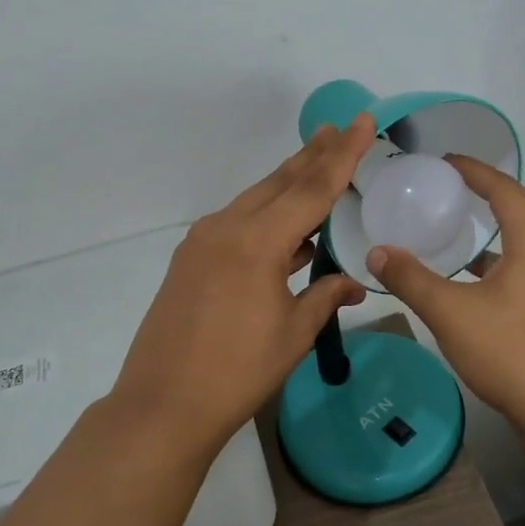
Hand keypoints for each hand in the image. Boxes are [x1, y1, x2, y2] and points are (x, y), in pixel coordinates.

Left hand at [108, 114, 373, 451]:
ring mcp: (202, 241)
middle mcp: (227, 227)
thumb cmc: (238, 371)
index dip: (341, 154)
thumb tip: (353, 282)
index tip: (360, 121)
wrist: (164, 404)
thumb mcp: (293, 333)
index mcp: (258, 241)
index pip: (312, 188)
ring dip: (287, 183)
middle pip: (279, 182)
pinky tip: (284, 226)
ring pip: (255, 199)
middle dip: (312, 155)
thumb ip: (326, 296)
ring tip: (317, 165)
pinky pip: (236, 222)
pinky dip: (265, 215)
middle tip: (338, 128)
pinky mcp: (190, 258)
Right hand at [365, 156, 524, 439]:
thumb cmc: (512, 352)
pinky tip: (474, 277)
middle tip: (454, 186)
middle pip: (522, 208)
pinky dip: (500, 257)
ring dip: (498, 225)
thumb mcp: (450, 313)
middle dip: (489, 192)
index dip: (475, 171)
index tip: (446, 161)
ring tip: (462, 224)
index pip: (505, 190)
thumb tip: (377, 252)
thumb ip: (411, 279)